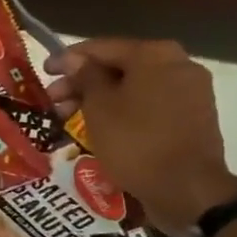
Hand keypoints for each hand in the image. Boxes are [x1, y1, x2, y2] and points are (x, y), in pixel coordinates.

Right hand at [43, 38, 236, 234]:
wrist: (186, 188)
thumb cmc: (135, 142)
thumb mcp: (99, 107)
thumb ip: (85, 76)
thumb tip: (73, 59)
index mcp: (154, 54)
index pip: (101, 48)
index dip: (67, 59)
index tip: (43, 71)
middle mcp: (178, 63)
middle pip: (119, 67)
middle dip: (82, 83)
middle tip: (53, 101)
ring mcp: (190, 90)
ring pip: (134, 87)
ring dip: (100, 99)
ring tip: (70, 118)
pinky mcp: (192, 115)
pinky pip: (149, 103)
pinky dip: (123, 110)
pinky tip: (101, 126)